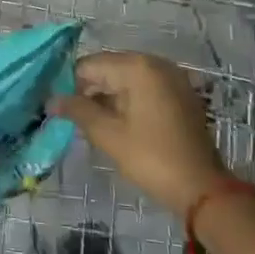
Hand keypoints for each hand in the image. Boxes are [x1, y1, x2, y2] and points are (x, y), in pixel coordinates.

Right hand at [53, 52, 229, 216]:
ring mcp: (172, 77)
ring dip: (108, 97)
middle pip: (108, 68)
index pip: (89, 65)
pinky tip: (119, 123)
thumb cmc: (151, 158)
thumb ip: (77, 111)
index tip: (60, 109)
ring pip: (126, 79)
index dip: (70, 85)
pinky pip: (144, 88)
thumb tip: (51, 100)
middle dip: (90, 91)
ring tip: (94, 124)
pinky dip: (128, 100)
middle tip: (75, 119)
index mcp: (138, 67)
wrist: (203, 190)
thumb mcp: (108, 135)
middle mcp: (156, 63)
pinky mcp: (180, 93)